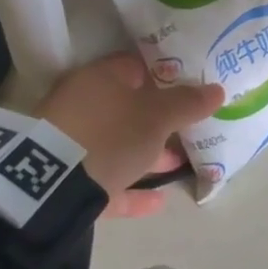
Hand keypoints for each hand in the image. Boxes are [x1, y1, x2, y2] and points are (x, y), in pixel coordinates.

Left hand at [36, 53, 223, 216]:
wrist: (51, 187)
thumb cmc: (110, 134)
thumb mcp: (157, 117)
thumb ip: (188, 103)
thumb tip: (217, 89)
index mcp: (101, 79)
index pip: (137, 67)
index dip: (166, 75)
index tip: (192, 87)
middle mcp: (84, 105)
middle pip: (129, 108)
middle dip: (160, 120)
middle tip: (191, 128)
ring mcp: (73, 143)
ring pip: (119, 144)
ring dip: (148, 155)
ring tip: (181, 164)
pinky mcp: (68, 180)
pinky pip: (107, 180)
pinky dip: (132, 190)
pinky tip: (159, 201)